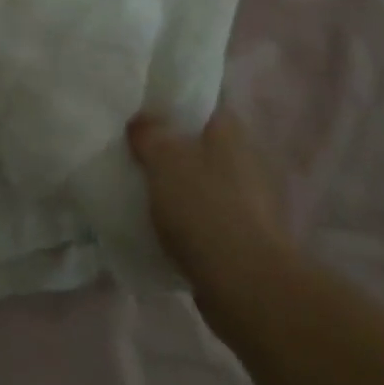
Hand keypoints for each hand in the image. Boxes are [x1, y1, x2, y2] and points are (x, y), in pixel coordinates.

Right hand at [128, 110, 294, 335]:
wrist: (246, 285)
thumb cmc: (204, 206)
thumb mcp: (163, 157)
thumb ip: (148, 132)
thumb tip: (141, 121)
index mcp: (231, 130)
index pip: (202, 100)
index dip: (172, 99)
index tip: (142, 104)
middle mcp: (246, 158)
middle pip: (201, 141)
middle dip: (172, 144)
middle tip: (133, 144)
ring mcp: (250, 199)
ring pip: (203, 178)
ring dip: (178, 182)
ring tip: (141, 184)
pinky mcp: (245, 235)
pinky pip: (206, 213)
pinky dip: (186, 216)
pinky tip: (159, 222)